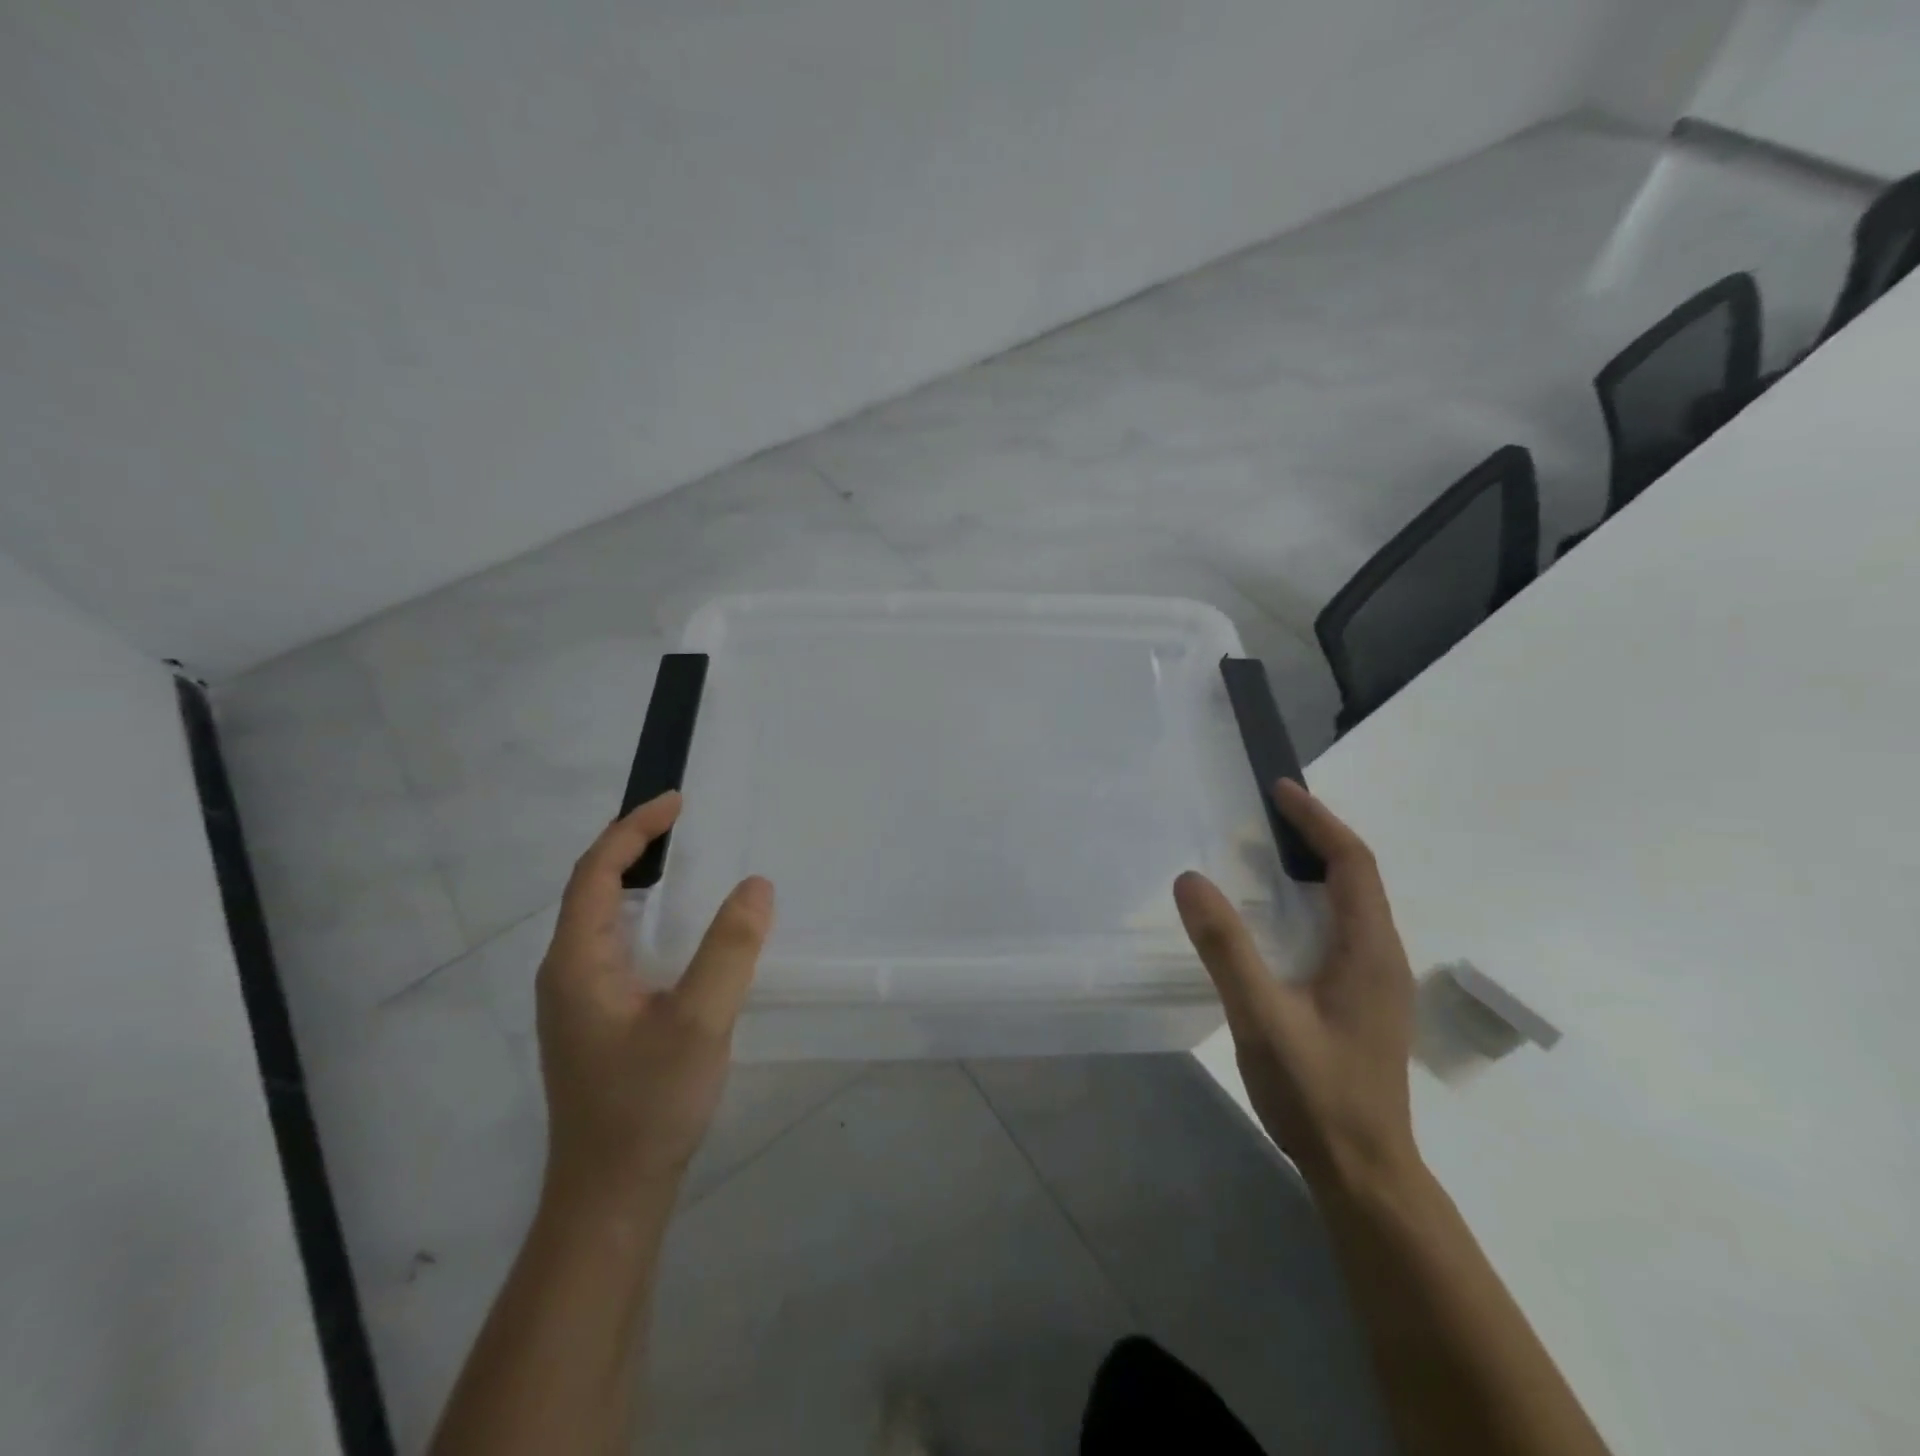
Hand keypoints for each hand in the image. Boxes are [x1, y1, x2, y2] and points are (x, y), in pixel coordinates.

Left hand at [535, 791, 774, 1210]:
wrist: (611, 1195)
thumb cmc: (647, 1103)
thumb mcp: (700, 1021)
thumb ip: (730, 949)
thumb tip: (755, 886)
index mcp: (577, 963)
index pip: (596, 873)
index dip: (633, 829)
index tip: (677, 802)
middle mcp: (566, 974)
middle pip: (592, 889)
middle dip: (632, 846)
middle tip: (681, 823)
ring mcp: (577, 1001)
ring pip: (602, 920)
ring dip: (636, 880)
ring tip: (680, 860)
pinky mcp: (596, 1022)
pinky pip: (616, 946)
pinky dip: (644, 916)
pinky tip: (676, 931)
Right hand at [1174, 780, 1417, 1188]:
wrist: (1365, 1173)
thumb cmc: (1316, 1094)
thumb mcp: (1262, 1017)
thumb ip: (1226, 948)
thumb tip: (1190, 880)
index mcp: (1368, 949)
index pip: (1352, 862)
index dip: (1318, 820)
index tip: (1280, 789)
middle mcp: (1382, 955)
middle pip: (1358, 875)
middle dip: (1317, 835)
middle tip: (1267, 812)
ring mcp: (1376, 980)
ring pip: (1351, 903)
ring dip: (1316, 866)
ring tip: (1268, 850)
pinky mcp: (1363, 1000)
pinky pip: (1342, 927)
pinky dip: (1312, 900)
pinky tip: (1278, 917)